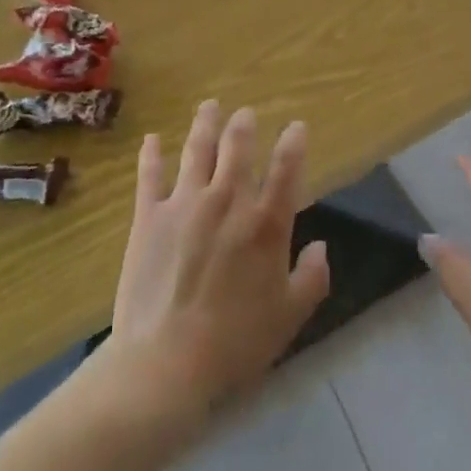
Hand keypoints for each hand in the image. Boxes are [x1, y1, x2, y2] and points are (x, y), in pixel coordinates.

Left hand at [108, 101, 330, 422]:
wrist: (165, 364)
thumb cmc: (234, 343)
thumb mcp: (289, 317)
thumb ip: (311, 278)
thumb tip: (321, 247)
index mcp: (266, 223)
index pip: (287, 169)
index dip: (294, 142)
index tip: (297, 126)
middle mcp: (228, 201)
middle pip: (237, 147)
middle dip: (244, 125)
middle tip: (244, 113)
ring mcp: (185, 204)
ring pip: (197, 150)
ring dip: (205, 124)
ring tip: (210, 106)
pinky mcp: (149, 217)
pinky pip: (150, 176)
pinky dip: (152, 154)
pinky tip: (153, 139)